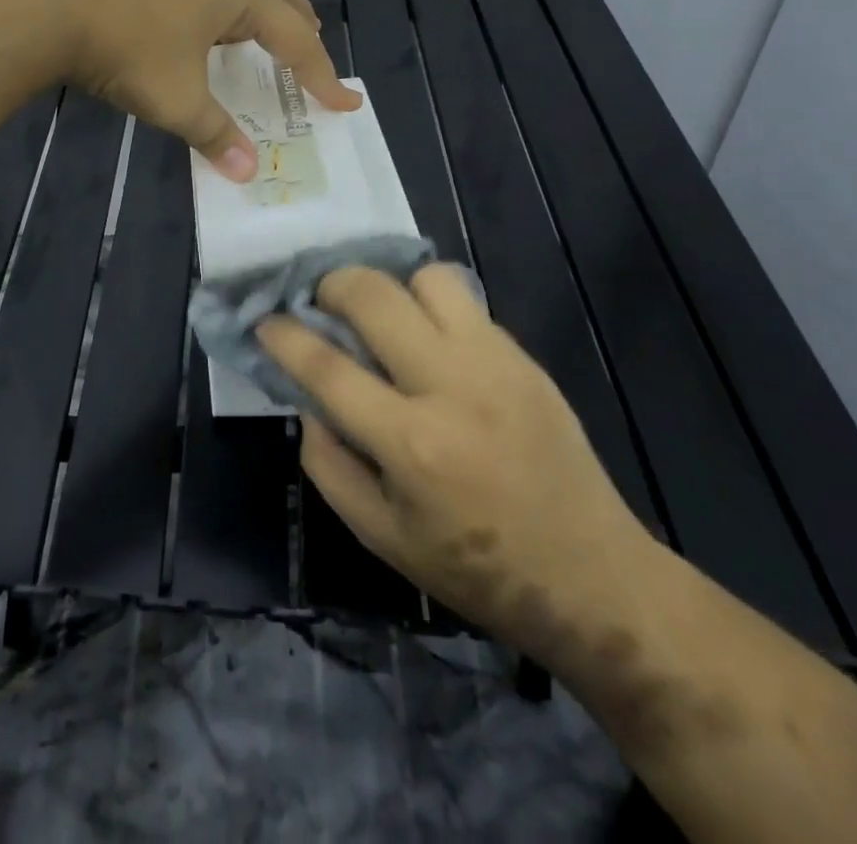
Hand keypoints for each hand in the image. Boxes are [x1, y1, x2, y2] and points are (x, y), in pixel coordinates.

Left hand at [0, 0, 358, 178]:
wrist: (48, 1)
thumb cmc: (126, 46)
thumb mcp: (176, 99)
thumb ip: (214, 134)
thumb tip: (247, 172)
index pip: (297, 37)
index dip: (321, 74)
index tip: (343, 103)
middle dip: (301, 30)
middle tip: (312, 60)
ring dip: (262, 16)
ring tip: (264, 43)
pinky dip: (225, 12)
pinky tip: (201, 31)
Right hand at [258, 265, 657, 664]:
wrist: (592, 577)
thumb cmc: (475, 569)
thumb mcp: (381, 537)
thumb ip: (328, 464)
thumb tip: (307, 399)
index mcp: (411, 444)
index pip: (327, 367)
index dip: (283, 335)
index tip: (263, 321)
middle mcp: (452, 387)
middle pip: (374, 296)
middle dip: (329, 285)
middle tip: (317, 302)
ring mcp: (495, 363)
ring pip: (425, 279)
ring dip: (390, 289)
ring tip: (380, 318)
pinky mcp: (524, 357)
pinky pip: (464, 302)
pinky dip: (430, 306)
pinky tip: (426, 338)